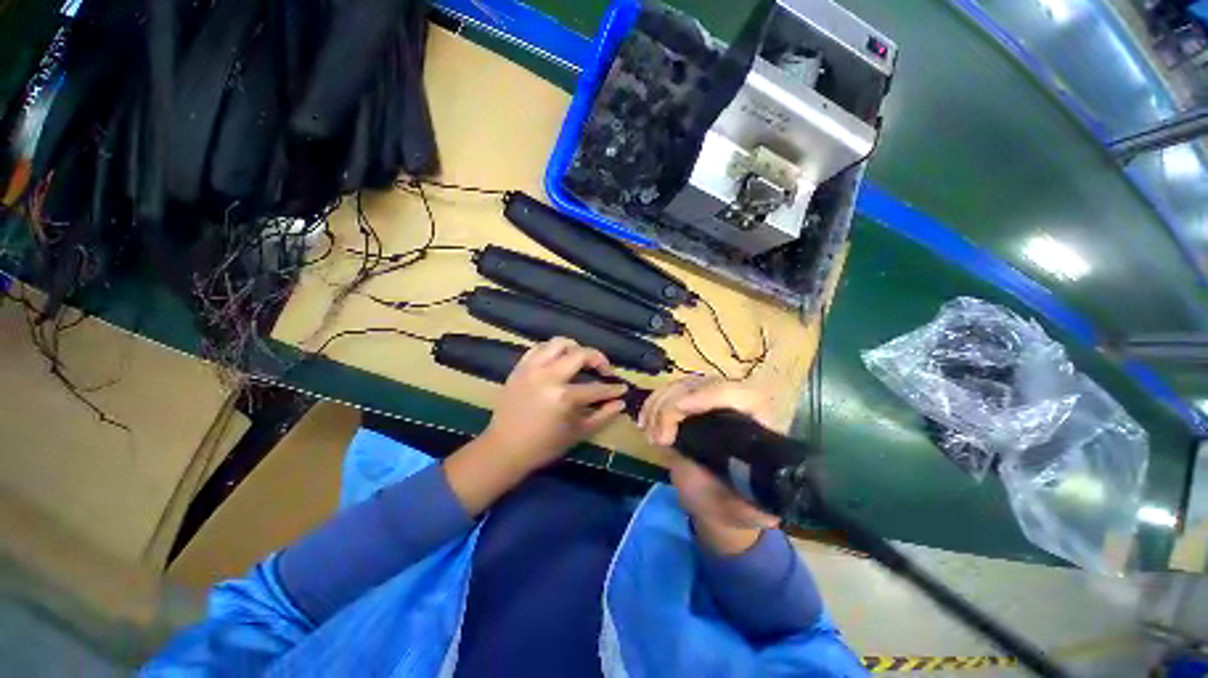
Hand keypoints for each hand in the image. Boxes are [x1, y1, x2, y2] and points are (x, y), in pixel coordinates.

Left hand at [481, 337, 626, 473]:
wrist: (504, 449)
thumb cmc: (543, 445)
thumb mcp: (578, 433)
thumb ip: (602, 415)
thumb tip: (621, 402)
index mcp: (563, 397)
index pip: (597, 388)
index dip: (613, 389)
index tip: (622, 388)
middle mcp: (548, 376)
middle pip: (580, 354)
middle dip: (598, 359)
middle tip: (603, 369)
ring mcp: (531, 369)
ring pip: (559, 343)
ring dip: (575, 349)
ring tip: (580, 361)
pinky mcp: (519, 368)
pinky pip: (538, 348)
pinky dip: (552, 350)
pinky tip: (558, 360)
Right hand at [638, 377, 780, 554]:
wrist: (719, 499)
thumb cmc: (735, 502)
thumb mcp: (747, 510)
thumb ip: (751, 505)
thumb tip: (744, 492)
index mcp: (761, 423)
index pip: (742, 394)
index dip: (711, 395)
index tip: (682, 409)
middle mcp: (738, 404)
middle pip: (705, 384)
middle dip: (674, 405)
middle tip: (659, 437)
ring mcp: (712, 399)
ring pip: (684, 385)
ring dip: (659, 405)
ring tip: (650, 435)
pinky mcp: (691, 401)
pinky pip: (669, 391)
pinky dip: (653, 404)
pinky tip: (644, 423)